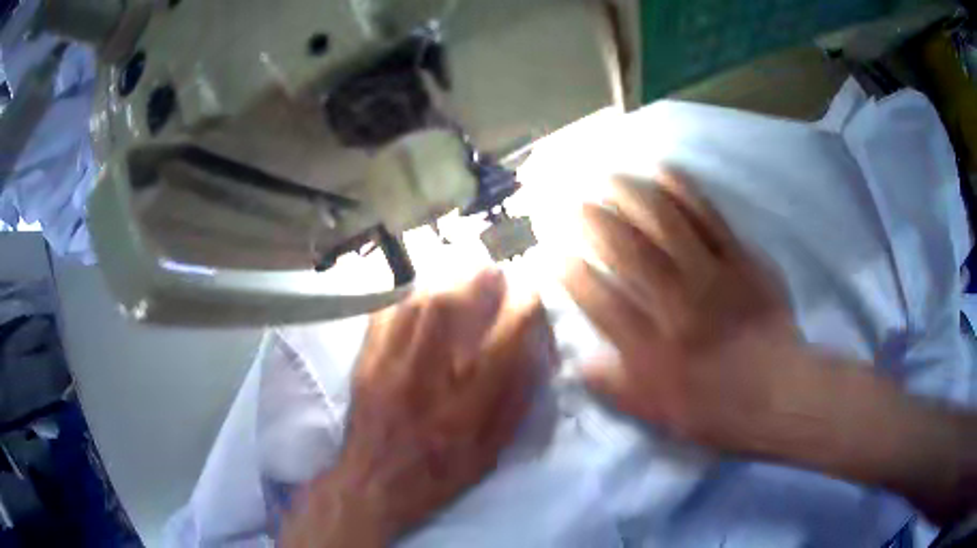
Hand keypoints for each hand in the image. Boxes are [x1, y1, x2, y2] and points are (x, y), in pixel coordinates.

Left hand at [282, 269, 554, 546]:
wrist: (373, 485)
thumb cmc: (439, 475)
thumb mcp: (489, 452)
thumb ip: (514, 403)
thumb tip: (532, 353)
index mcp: (464, 410)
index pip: (502, 343)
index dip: (523, 309)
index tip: (532, 293)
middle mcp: (425, 381)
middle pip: (447, 310)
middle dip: (476, 279)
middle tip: (493, 270)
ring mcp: (388, 367)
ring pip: (414, 305)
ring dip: (443, 280)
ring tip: (460, 273)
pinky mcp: (365, 363)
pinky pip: (384, 314)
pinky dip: (406, 295)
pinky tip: (419, 291)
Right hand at [563, 170, 807, 452]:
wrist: (782, 392)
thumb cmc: (720, 410)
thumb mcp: (662, 416)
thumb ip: (618, 388)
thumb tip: (579, 364)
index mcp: (653, 349)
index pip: (600, 301)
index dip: (569, 273)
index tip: (550, 253)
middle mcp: (676, 305)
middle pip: (627, 251)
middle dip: (591, 221)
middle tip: (570, 201)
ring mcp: (711, 276)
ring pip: (665, 223)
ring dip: (630, 195)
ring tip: (606, 176)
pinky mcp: (741, 258)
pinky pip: (709, 216)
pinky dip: (684, 190)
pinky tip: (662, 170)